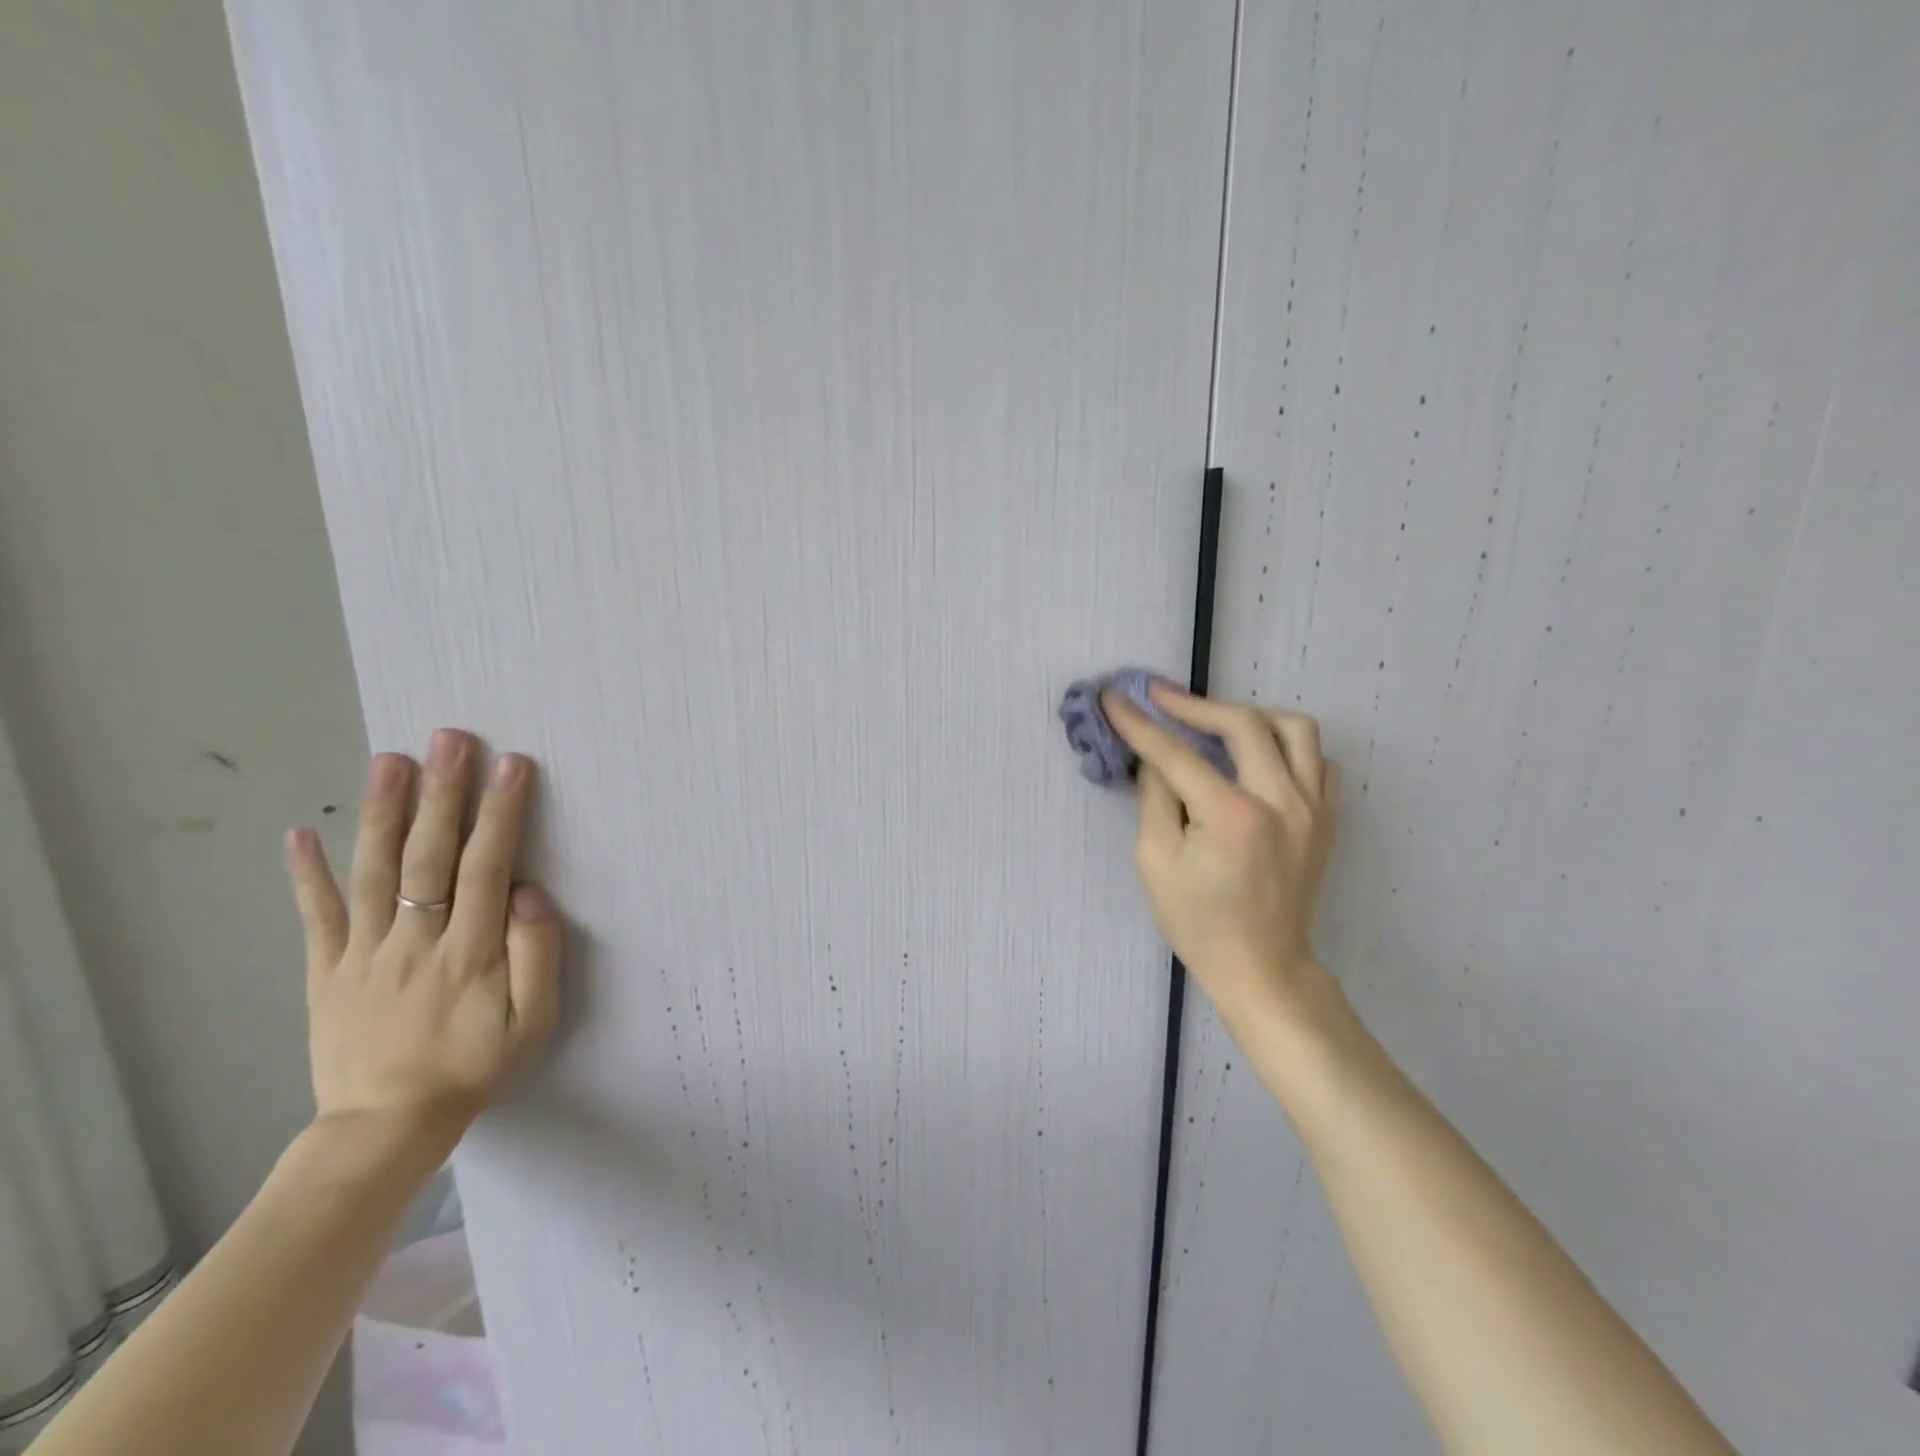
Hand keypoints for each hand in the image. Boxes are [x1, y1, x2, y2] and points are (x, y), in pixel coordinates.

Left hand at [284, 730, 561, 1135]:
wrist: (386, 1126)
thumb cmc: (473, 1066)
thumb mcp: (532, 1023)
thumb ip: (536, 956)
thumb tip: (529, 895)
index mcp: (469, 952)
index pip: (487, 867)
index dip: (500, 814)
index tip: (512, 765)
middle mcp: (415, 940)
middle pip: (428, 856)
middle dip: (442, 794)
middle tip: (448, 740)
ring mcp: (364, 952)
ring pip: (373, 873)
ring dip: (381, 813)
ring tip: (389, 760)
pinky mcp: (327, 969)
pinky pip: (317, 916)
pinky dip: (306, 874)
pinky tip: (300, 833)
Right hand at [1103, 685, 1337, 1035]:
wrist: (1262, 967)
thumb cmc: (1199, 922)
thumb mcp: (1155, 862)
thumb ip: (1155, 798)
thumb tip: (1157, 758)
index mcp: (1233, 816)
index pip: (1177, 753)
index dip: (1140, 723)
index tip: (1114, 697)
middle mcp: (1282, 800)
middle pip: (1242, 723)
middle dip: (1194, 704)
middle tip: (1159, 698)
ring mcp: (1314, 807)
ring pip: (1293, 728)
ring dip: (1249, 714)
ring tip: (1214, 721)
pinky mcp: (1327, 817)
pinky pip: (1315, 758)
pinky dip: (1284, 744)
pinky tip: (1256, 754)